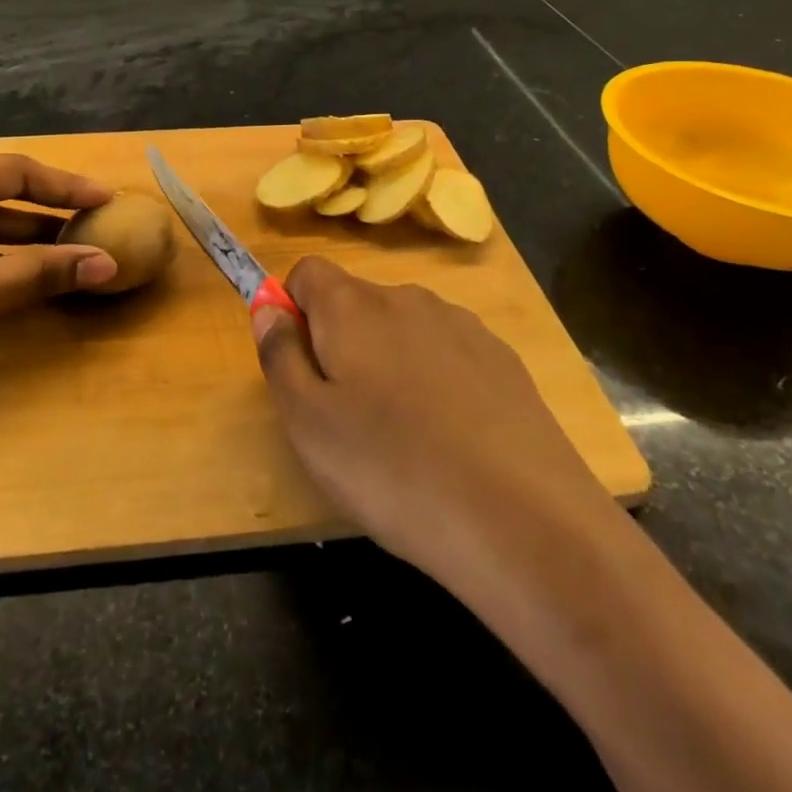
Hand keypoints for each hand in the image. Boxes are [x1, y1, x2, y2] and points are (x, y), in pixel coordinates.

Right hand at [253, 256, 610, 586]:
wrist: (523, 520)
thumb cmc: (392, 469)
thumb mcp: (307, 424)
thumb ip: (279, 355)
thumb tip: (268, 308)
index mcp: (353, 305)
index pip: (307, 272)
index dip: (292, 310)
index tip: (300, 366)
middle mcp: (407, 298)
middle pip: (356, 302)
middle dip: (341, 344)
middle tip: (347, 418)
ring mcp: (462, 325)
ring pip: (403, 330)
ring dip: (390, 364)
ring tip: (404, 439)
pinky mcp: (503, 359)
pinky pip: (448, 355)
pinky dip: (437, 383)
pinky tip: (453, 441)